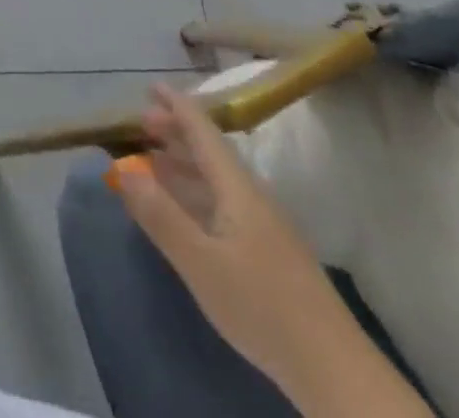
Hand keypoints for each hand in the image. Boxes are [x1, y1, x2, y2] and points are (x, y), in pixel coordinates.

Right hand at [111, 83, 423, 415]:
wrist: (335, 372)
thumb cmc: (262, 307)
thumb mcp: (201, 263)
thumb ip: (160, 215)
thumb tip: (123, 169)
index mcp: (237, 188)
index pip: (203, 131)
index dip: (177, 106)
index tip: (151, 85)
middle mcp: (252, 197)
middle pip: (210, 152)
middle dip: (176, 133)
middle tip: (141, 124)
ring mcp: (264, 226)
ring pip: (217, 179)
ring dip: (185, 164)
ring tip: (153, 160)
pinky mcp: (269, 254)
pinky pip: (223, 203)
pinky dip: (196, 194)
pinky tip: (185, 212)